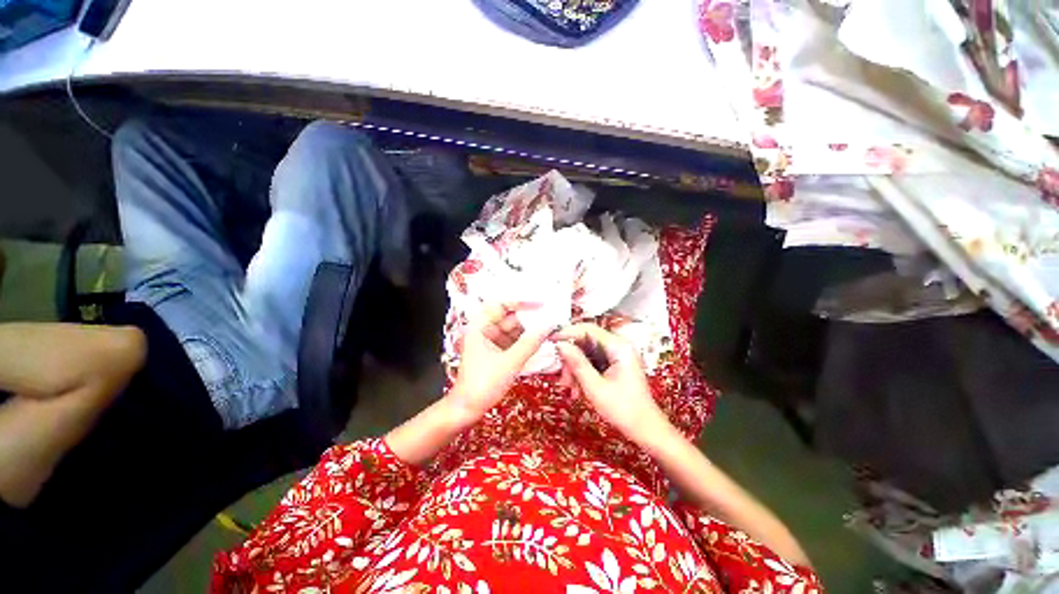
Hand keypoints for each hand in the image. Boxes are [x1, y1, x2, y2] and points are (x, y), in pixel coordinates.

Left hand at [449, 303, 551, 420]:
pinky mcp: (494, 352)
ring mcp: (489, 342)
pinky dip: (524, 342)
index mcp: (479, 327)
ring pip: (512, 330)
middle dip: (528, 319)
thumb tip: (548, 327)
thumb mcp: (509, 362)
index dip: (521, 302)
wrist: (467, 409)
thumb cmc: (483, 384)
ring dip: (528, 331)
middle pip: (508, 318)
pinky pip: (512, 342)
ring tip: (548, 329)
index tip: (540, 304)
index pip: (501, 305)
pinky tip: (539, 341)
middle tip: (550, 318)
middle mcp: (483, 330)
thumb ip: (530, 343)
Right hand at [555, 323, 670, 442]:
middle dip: (571, 359)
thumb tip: (560, 345)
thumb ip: (577, 363)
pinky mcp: (614, 364)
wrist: (645, 430)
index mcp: (619, 347)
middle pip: (586, 342)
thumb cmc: (624, 410)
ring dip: (575, 369)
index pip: (588, 329)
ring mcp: (617, 355)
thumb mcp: (595, 387)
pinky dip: (582, 373)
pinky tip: (577, 390)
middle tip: (563, 379)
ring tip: (570, 388)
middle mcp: (619, 346)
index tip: (550, 341)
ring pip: (586, 353)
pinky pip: (592, 362)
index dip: (567, 332)